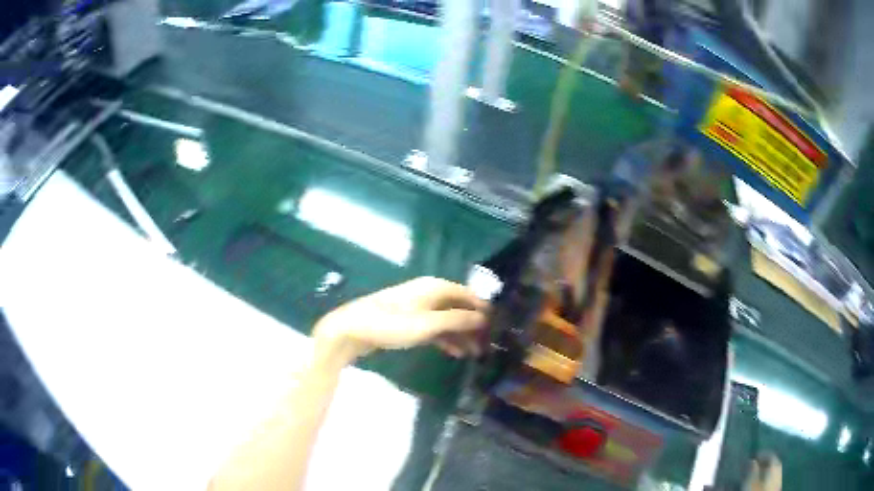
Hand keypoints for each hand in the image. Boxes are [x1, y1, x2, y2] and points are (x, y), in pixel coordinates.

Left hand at [312, 277, 488, 370]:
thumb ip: (458, 320)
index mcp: (435, 287)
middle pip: (458, 307)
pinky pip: (434, 328)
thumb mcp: (429, 324)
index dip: (483, 310)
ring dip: (460, 335)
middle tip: (488, 344)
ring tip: (475, 353)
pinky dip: (445, 339)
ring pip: (446, 320)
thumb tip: (484, 317)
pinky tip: (454, 352)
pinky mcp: (408, 321)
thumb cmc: (392, 324)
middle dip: (473, 325)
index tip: (499, 326)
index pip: (468, 295)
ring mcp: (417, 308)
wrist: (352, 329)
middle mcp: (428, 293)